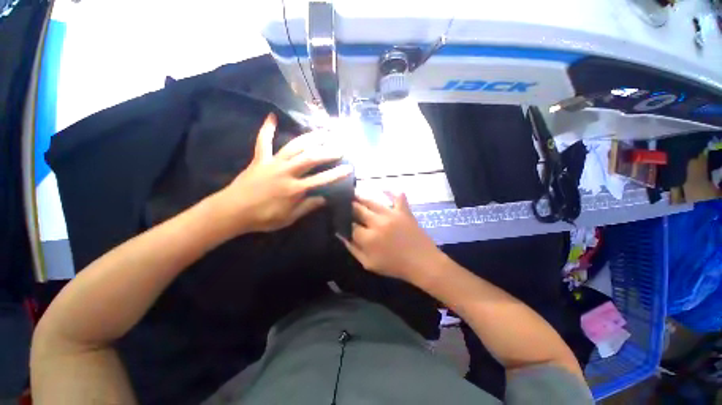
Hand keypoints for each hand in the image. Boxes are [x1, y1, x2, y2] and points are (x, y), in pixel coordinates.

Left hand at [215, 113, 351, 234]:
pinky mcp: (260, 159)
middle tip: (340, 147)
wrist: (232, 211)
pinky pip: (263, 141)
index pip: (321, 179)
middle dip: (327, 152)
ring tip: (323, 132)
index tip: (349, 168)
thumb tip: (324, 199)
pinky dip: (267, 129)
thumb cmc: (263, 218)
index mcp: (294, 189)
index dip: (336, 174)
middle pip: (310, 158)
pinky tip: (272, 116)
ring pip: (294, 146)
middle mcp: (286, 172)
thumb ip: (307, 207)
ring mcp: (272, 163)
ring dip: (310, 138)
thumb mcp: (289, 218)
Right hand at [340, 192, 441, 282]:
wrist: (422, 263)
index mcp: (368, 238)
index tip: (339, 218)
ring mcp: (392, 214)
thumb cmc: (394, 266)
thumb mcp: (369, 264)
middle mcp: (377, 222)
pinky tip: (383, 188)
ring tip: (353, 193)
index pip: (350, 225)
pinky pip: (397, 196)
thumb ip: (353, 249)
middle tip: (343, 202)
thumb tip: (341, 235)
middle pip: (358, 209)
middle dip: (348, 206)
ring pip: (371, 201)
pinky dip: (391, 191)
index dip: (343, 221)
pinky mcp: (404, 211)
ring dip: (360, 197)